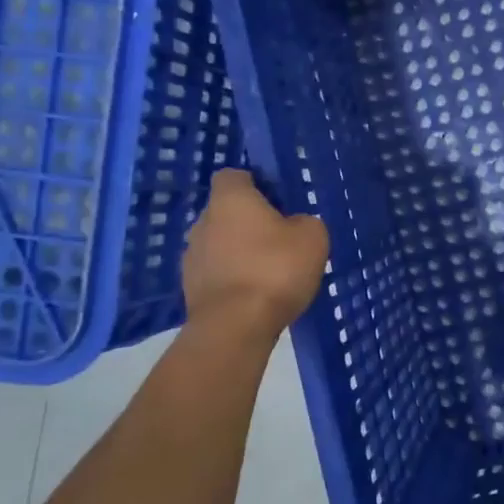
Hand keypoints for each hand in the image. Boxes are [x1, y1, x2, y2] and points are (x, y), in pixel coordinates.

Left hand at [182, 169, 328, 332]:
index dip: (255, 183)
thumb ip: (304, 222)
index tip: (277, 200)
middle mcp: (203, 221)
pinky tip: (255, 295)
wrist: (235, 327)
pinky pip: (216, 273)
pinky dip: (233, 278)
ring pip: (219, 243)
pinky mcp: (190, 289)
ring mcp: (192, 257)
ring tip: (268, 272)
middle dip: (248, 221)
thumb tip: (294, 225)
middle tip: (279, 238)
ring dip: (239, 251)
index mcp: (230, 200)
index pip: (234, 175)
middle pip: (226, 211)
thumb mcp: (312, 236)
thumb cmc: (275, 269)